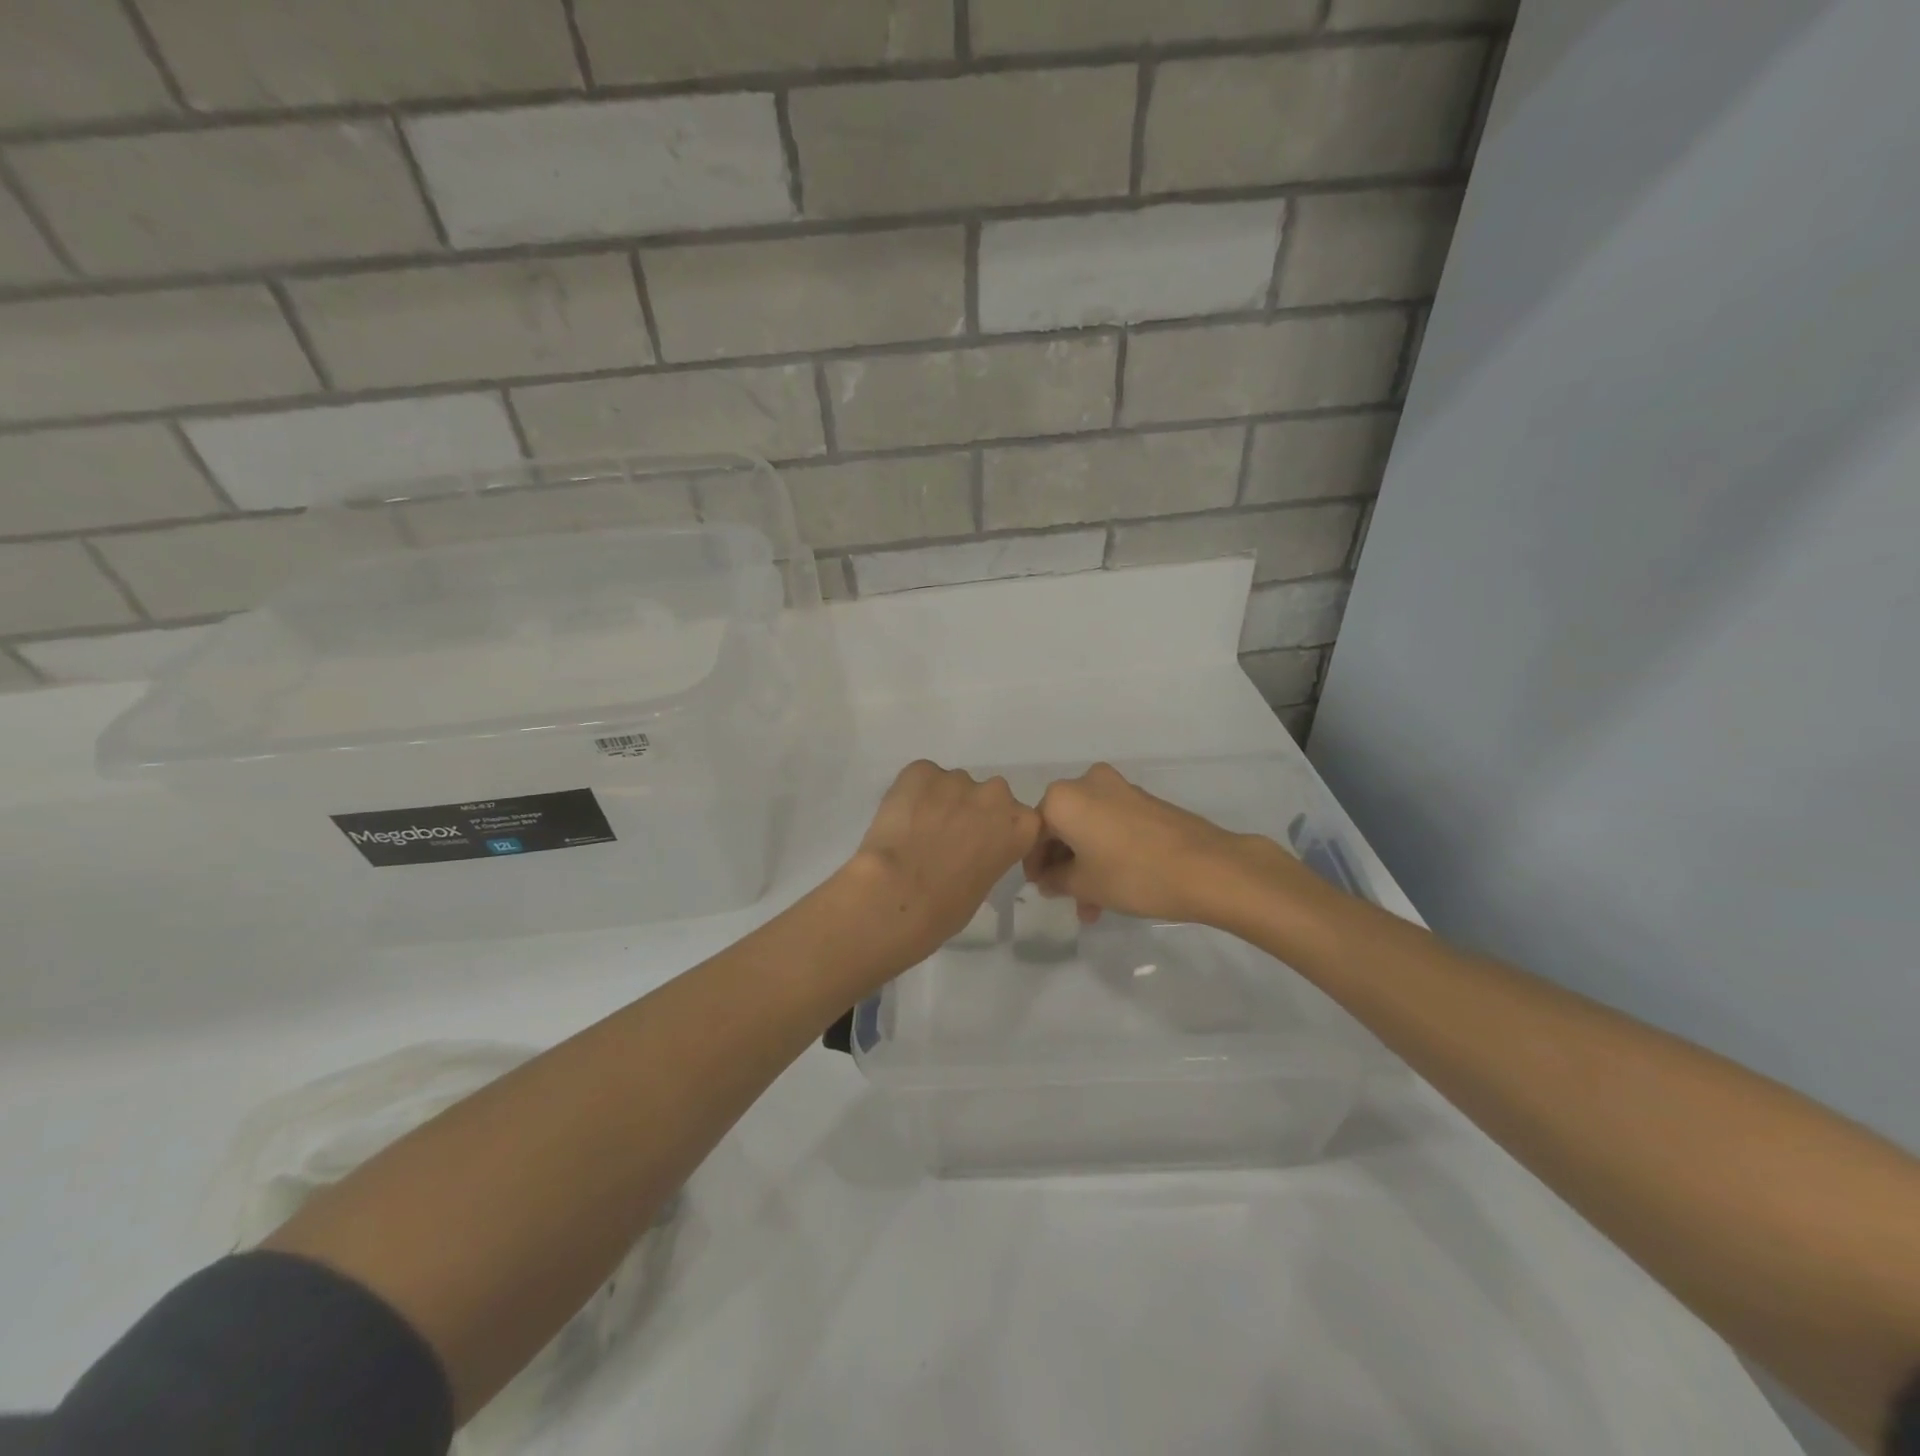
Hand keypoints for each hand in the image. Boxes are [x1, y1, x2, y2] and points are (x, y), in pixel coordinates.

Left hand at [833, 761, 1042, 979]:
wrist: (898, 893)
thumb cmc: (946, 908)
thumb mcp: (984, 884)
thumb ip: (987, 855)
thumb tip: (967, 850)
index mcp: (1021, 825)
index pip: (1017, 819)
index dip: (995, 830)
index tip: (978, 846)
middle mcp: (995, 794)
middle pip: (987, 796)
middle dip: (970, 811)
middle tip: (946, 838)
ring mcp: (957, 778)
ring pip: (951, 786)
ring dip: (939, 802)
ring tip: (916, 831)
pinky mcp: (921, 770)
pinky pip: (920, 778)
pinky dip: (911, 794)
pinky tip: (899, 819)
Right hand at [1024, 763, 1303, 926]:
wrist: (1207, 868)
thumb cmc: (1133, 875)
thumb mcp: (1084, 884)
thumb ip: (1055, 880)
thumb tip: (1047, 879)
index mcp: (1062, 798)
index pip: (1034, 832)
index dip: (1034, 864)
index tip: (1042, 890)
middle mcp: (1087, 783)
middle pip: (1061, 826)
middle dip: (1062, 864)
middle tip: (1067, 899)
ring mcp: (1119, 788)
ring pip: (1087, 827)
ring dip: (1085, 863)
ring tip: (1094, 905)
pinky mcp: (1143, 799)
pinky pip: (1110, 823)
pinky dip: (1105, 850)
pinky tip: (1114, 885)